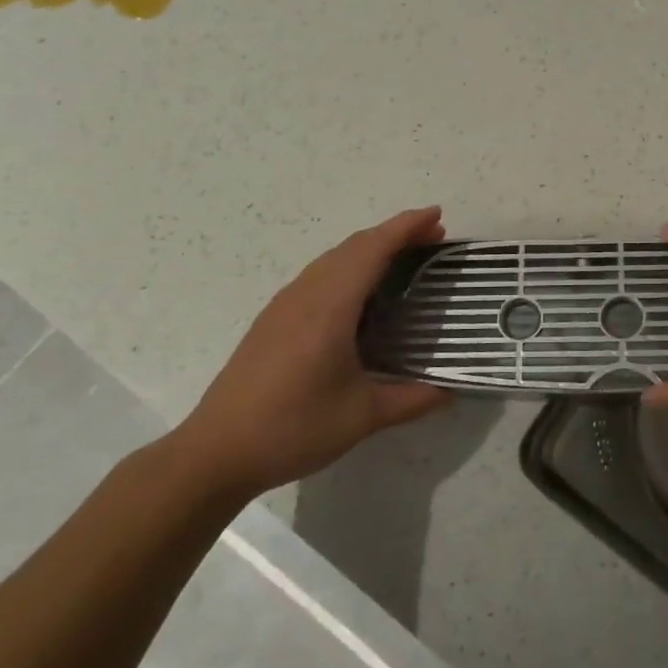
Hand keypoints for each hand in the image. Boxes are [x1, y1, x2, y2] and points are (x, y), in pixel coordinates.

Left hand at [173, 207, 452, 497]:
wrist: (216, 453)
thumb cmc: (293, 428)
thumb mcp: (362, 417)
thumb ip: (412, 400)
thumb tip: (451, 391)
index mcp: (330, 307)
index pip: (372, 250)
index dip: (406, 227)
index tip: (437, 215)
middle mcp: (305, 295)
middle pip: (353, 246)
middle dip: (393, 234)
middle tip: (431, 237)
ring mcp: (284, 306)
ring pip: (332, 259)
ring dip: (369, 248)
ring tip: (402, 258)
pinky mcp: (272, 321)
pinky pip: (318, 275)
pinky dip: (348, 266)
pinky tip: (358, 293)